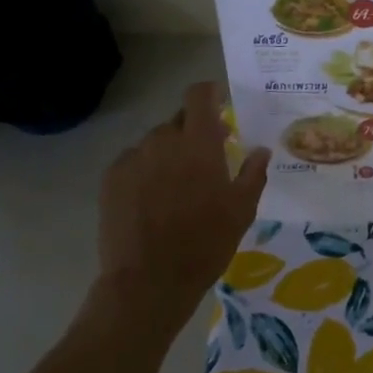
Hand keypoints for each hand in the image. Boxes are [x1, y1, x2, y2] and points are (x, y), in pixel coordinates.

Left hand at [97, 83, 268, 321]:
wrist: (149, 280)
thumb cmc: (205, 244)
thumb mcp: (242, 211)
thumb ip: (253, 174)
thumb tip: (261, 150)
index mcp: (198, 144)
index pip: (199, 96)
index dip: (209, 93)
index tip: (219, 101)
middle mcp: (162, 141)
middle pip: (178, 121)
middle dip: (194, 132)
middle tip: (207, 157)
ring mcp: (133, 159)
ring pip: (155, 143)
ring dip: (169, 153)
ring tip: (178, 186)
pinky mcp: (111, 179)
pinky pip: (134, 162)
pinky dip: (146, 171)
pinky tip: (153, 200)